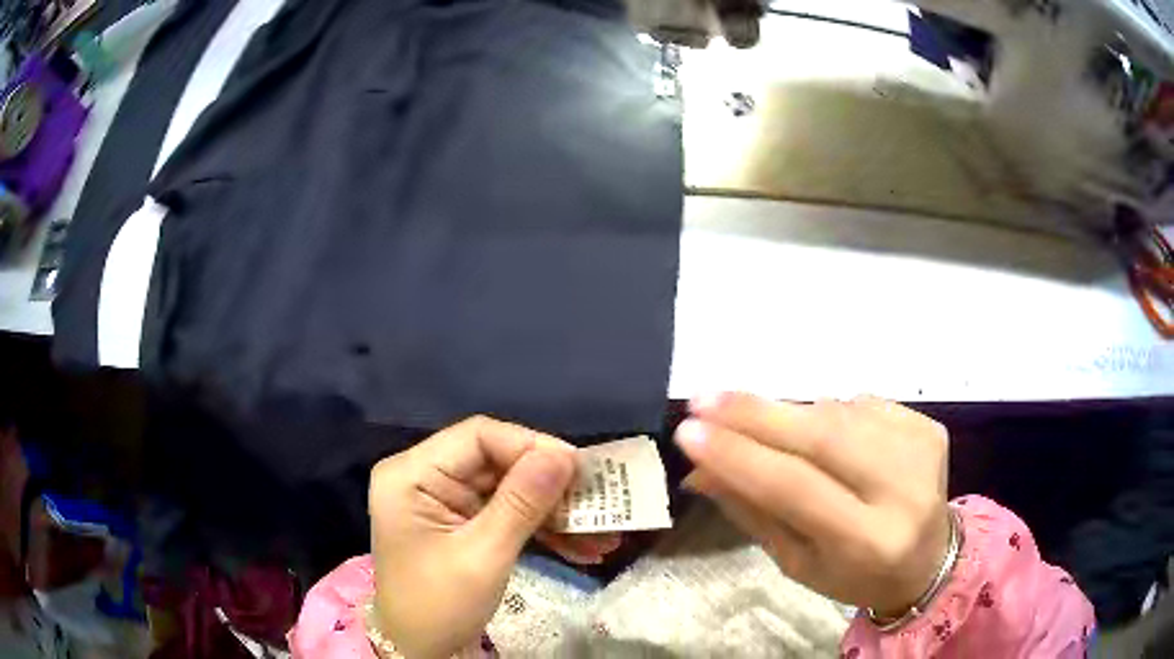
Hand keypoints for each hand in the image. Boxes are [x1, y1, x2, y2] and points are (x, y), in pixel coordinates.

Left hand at [369, 416, 619, 657]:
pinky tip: (582, 548)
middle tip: (599, 500)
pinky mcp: (462, 523)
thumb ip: (522, 502)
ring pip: (510, 489)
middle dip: (551, 486)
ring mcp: (445, 501)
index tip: (579, 468)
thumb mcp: (483, 556)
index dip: (531, 446)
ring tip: (603, 533)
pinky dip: (542, 530)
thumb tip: (564, 455)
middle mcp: (426, 477)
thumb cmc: (439, 606)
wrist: (421, 652)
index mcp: (412, 474)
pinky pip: (507, 514)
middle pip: (498, 462)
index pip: (478, 437)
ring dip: (555, 512)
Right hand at [676, 393, 949, 615]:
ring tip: (757, 425)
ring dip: (788, 415)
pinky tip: (823, 435)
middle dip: (755, 414)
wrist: (928, 559)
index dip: (739, 456)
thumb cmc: (854, 575)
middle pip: (821, 436)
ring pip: (837, 413)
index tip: (688, 431)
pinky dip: (829, 414)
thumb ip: (752, 512)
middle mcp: (903, 489)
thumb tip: (700, 468)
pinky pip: (861, 405)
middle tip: (702, 400)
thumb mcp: (796, 562)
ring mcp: (921, 448)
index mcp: (868, 541)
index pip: (795, 487)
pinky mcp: (928, 426)